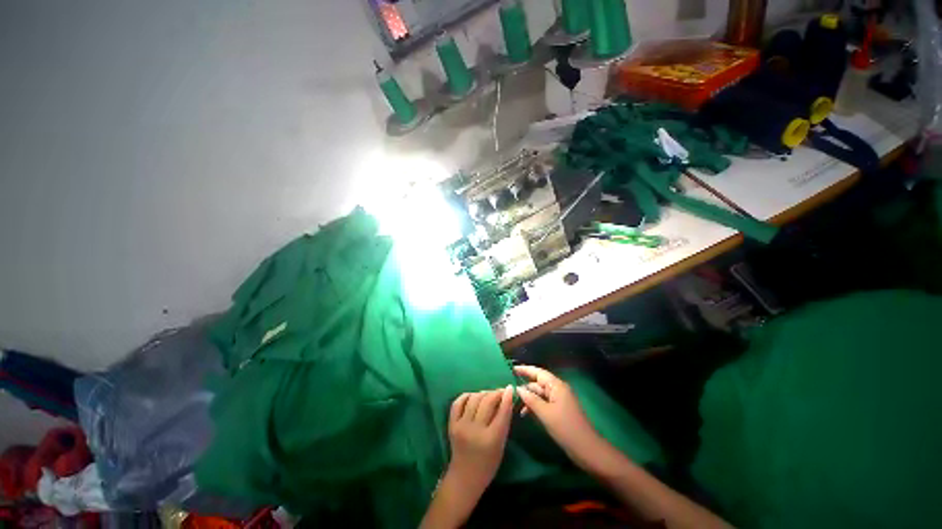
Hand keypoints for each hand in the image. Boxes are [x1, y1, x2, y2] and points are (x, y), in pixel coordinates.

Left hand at [446, 386, 513, 496]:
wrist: (464, 478)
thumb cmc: (488, 464)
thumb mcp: (501, 445)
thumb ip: (504, 422)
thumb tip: (506, 398)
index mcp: (492, 439)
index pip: (502, 412)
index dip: (506, 397)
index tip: (509, 388)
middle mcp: (475, 430)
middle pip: (487, 401)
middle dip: (496, 393)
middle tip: (500, 392)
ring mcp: (461, 426)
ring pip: (474, 398)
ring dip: (483, 393)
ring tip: (488, 395)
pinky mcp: (451, 424)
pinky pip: (458, 402)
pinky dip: (467, 396)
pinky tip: (473, 396)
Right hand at [514, 365, 606, 470]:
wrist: (586, 449)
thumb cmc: (566, 428)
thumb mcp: (545, 413)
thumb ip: (531, 399)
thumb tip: (518, 388)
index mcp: (557, 386)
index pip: (538, 372)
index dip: (525, 370)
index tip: (512, 369)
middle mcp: (558, 389)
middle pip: (538, 383)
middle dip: (525, 385)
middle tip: (509, 389)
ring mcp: (559, 400)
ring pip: (540, 394)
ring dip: (528, 397)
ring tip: (514, 403)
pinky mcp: (559, 410)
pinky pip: (543, 403)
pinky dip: (534, 406)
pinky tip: (525, 413)